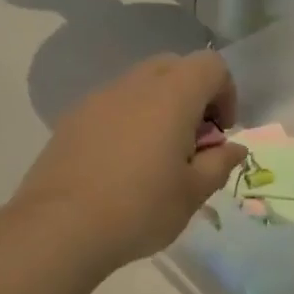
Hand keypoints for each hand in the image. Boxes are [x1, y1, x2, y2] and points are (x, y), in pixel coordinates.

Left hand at [13, 52, 247, 271]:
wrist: (59, 228)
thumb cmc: (139, 209)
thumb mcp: (193, 193)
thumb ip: (219, 163)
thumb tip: (233, 148)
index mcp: (171, 96)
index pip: (211, 65)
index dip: (226, 93)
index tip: (221, 133)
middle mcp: (134, 85)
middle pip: (174, 66)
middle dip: (193, 95)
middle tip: (193, 141)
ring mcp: (98, 99)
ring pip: (140, 84)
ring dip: (160, 107)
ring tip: (157, 156)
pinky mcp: (72, 119)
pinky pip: (112, 105)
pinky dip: (129, 120)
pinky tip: (122, 164)